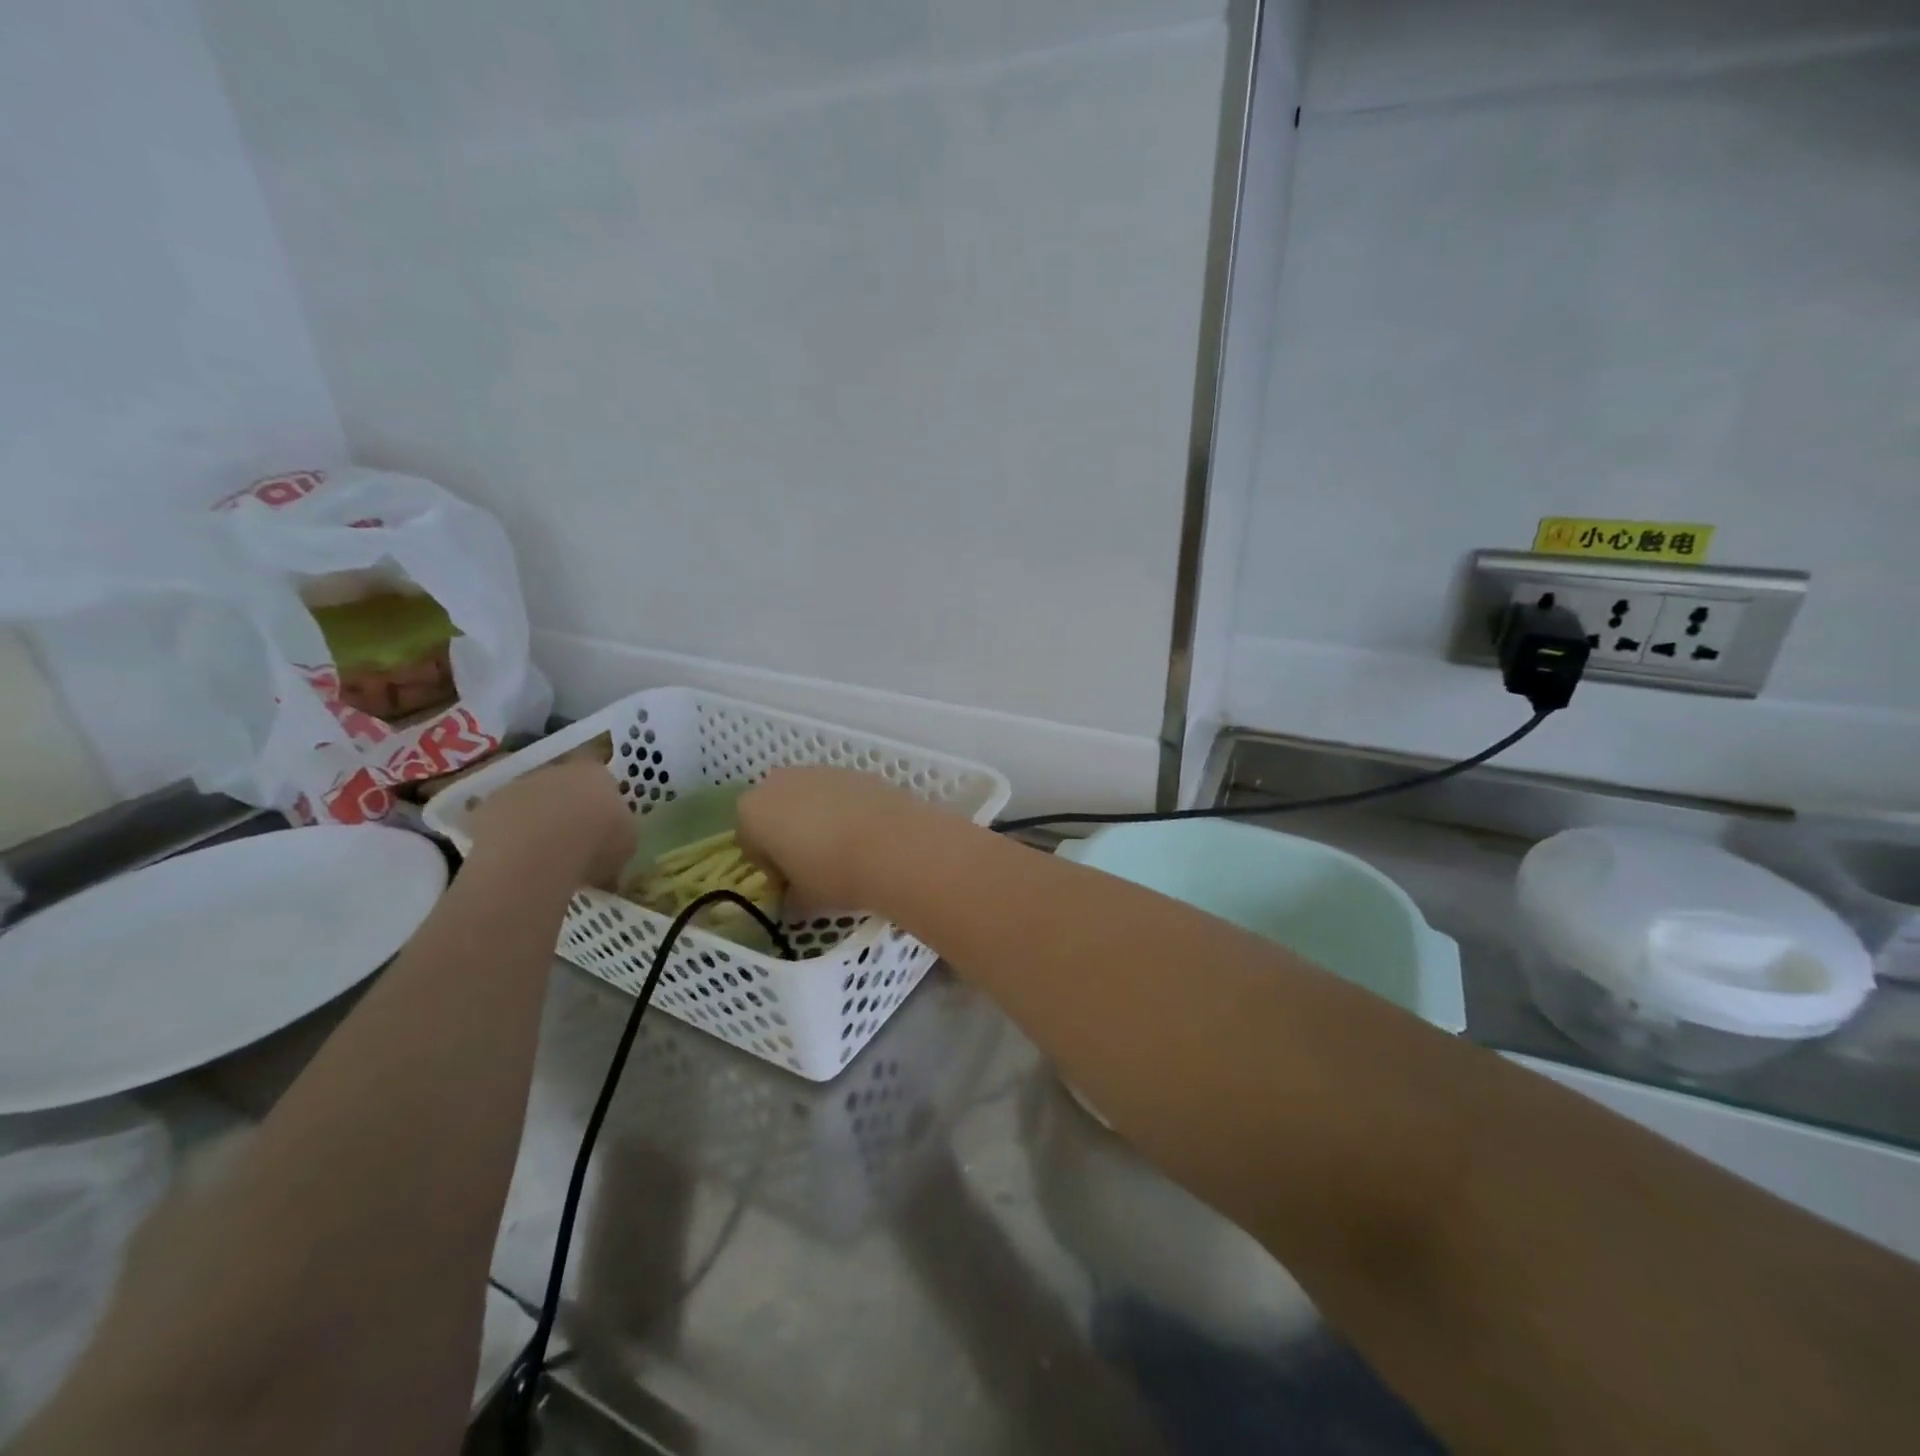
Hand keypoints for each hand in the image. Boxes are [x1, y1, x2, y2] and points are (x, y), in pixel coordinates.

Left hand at [465, 758, 634, 886]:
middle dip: (568, 807)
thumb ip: (620, 832)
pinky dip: (509, 835)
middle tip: (574, 839)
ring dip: (537, 819)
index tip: (603, 822)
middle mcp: (557, 770)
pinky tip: (517, 858)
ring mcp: (519, 785)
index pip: (602, 777)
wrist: (537, 856)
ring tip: (542, 853)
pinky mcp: (487, 806)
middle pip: (565, 785)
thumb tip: (612, 840)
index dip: (601, 799)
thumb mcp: (627, 843)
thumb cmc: (595, 844)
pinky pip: (503, 820)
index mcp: (596, 774)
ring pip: (532, 800)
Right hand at [736, 766, 930, 908]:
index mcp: (753, 810)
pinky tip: (867, 837)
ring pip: (811, 800)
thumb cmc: (833, 874)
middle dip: (791, 836)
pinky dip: (848, 813)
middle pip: (778, 812)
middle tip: (814, 868)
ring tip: (845, 853)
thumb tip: (793, 901)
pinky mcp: (857, 772)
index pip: (750, 842)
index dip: (770, 867)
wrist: (895, 846)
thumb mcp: (803, 900)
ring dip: (820, 822)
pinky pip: (842, 796)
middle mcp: (782, 781)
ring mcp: (822, 771)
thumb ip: (790, 899)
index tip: (791, 886)